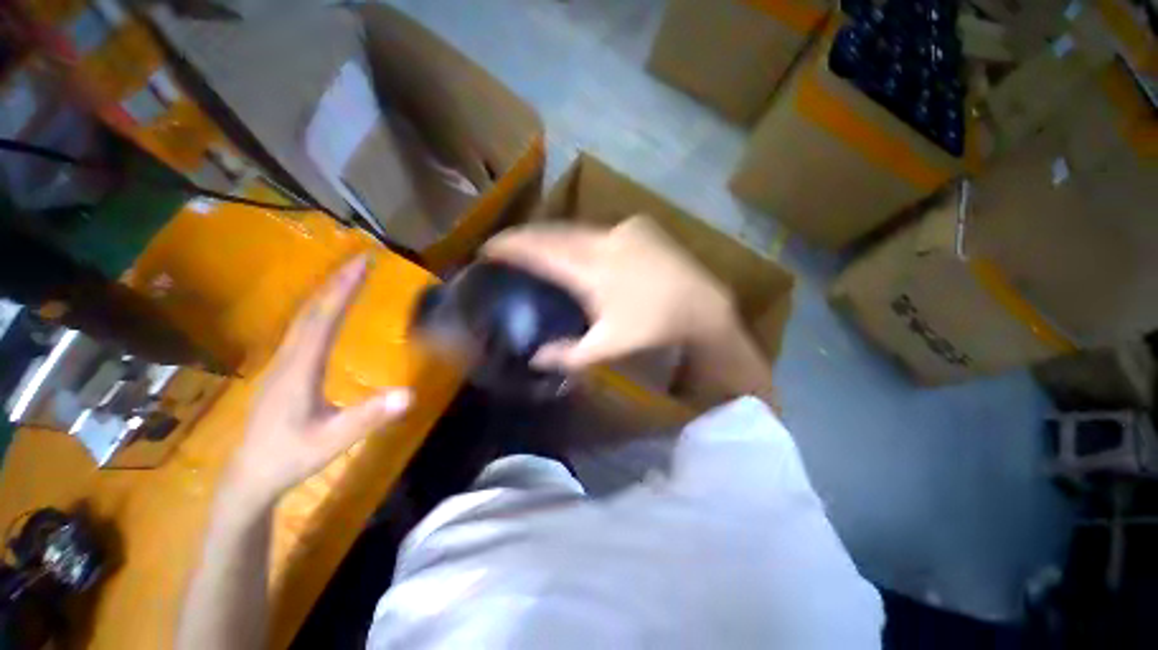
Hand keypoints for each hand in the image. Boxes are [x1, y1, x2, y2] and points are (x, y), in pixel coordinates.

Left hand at [223, 255, 411, 505]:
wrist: (249, 477)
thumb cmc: (290, 458)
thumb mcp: (333, 441)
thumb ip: (369, 417)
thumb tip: (410, 393)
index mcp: (299, 369)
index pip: (323, 320)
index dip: (343, 290)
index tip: (363, 264)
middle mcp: (287, 358)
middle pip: (311, 312)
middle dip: (336, 283)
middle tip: (361, 260)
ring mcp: (281, 364)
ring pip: (304, 319)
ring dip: (327, 294)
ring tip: (349, 278)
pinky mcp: (283, 371)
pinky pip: (303, 331)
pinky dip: (320, 312)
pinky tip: (329, 312)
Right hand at [483, 215, 736, 370]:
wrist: (701, 303)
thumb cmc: (654, 325)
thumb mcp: (609, 345)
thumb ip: (569, 354)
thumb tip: (536, 358)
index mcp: (592, 270)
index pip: (542, 252)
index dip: (513, 246)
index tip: (489, 247)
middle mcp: (603, 241)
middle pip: (555, 234)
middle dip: (529, 237)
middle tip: (509, 244)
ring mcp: (622, 229)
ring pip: (577, 229)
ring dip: (555, 236)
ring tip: (539, 244)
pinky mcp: (638, 226)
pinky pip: (600, 229)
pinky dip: (582, 237)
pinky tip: (581, 247)